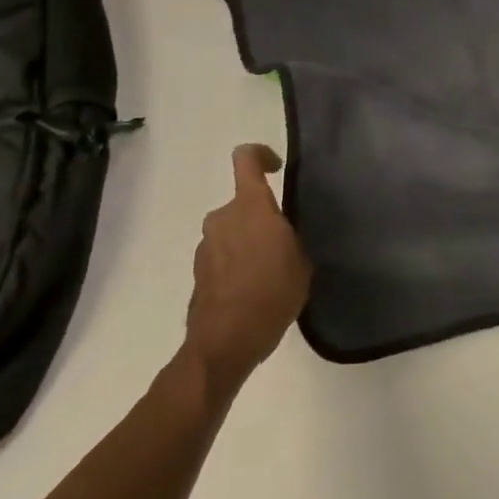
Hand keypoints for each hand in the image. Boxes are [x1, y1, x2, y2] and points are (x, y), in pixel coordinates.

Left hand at [183, 144, 311, 390]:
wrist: (225, 343)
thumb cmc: (271, 294)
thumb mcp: (301, 260)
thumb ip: (290, 235)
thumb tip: (284, 233)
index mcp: (250, 206)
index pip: (246, 158)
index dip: (261, 155)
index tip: (277, 169)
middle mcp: (222, 218)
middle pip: (243, 202)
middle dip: (262, 216)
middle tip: (284, 243)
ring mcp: (205, 245)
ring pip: (232, 230)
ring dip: (248, 242)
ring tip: (270, 271)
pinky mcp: (197, 272)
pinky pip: (222, 255)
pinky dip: (236, 264)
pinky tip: (253, 290)